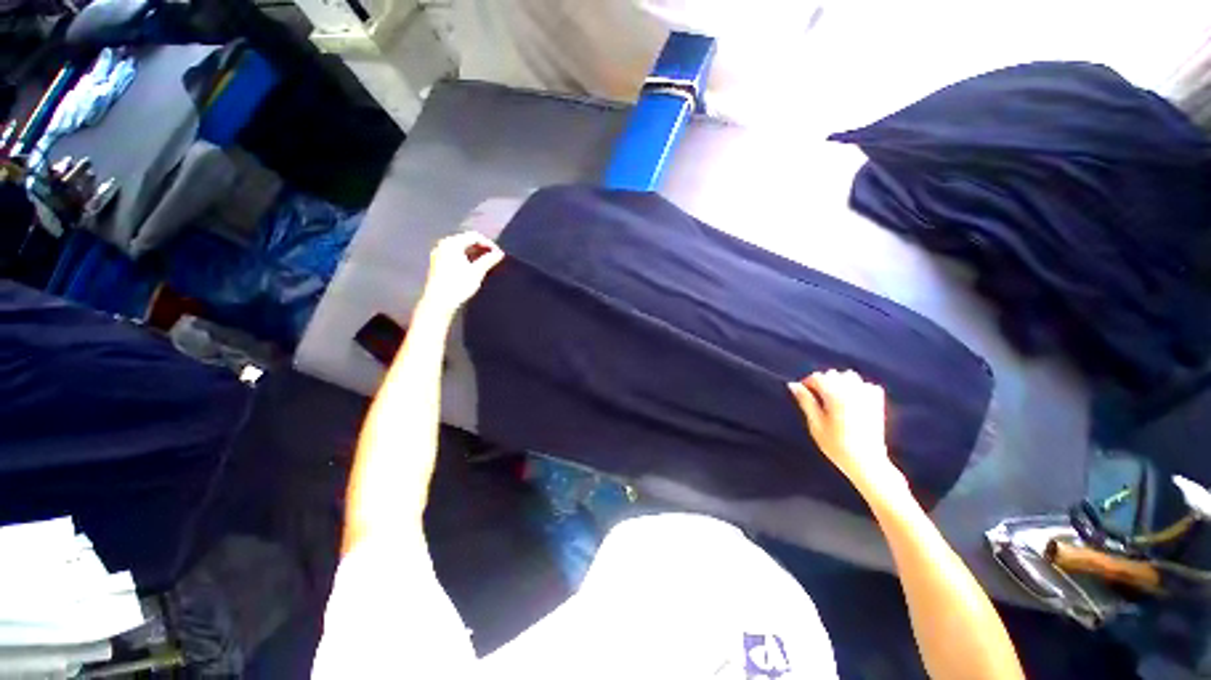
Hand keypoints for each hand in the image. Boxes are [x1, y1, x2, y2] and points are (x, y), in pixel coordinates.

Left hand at [420, 232, 504, 312]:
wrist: (439, 302)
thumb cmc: (457, 285)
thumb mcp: (477, 272)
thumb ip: (489, 260)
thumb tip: (499, 254)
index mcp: (452, 243)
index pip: (474, 236)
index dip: (489, 244)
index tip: (499, 254)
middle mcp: (443, 245)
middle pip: (467, 241)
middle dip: (482, 248)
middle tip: (495, 258)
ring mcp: (439, 254)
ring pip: (462, 249)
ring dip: (476, 254)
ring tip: (487, 264)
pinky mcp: (439, 264)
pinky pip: (456, 255)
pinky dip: (467, 259)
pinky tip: (475, 268)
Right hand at [788, 370, 904, 493]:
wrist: (867, 462)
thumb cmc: (836, 445)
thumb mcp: (815, 424)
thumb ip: (805, 401)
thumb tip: (793, 385)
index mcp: (835, 394)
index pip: (817, 377)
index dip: (807, 384)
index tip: (802, 395)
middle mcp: (852, 390)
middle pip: (833, 374)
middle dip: (823, 382)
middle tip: (817, 399)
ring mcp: (867, 395)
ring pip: (850, 376)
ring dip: (839, 382)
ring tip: (833, 398)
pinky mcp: (877, 403)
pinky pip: (866, 385)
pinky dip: (857, 388)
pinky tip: (852, 400)